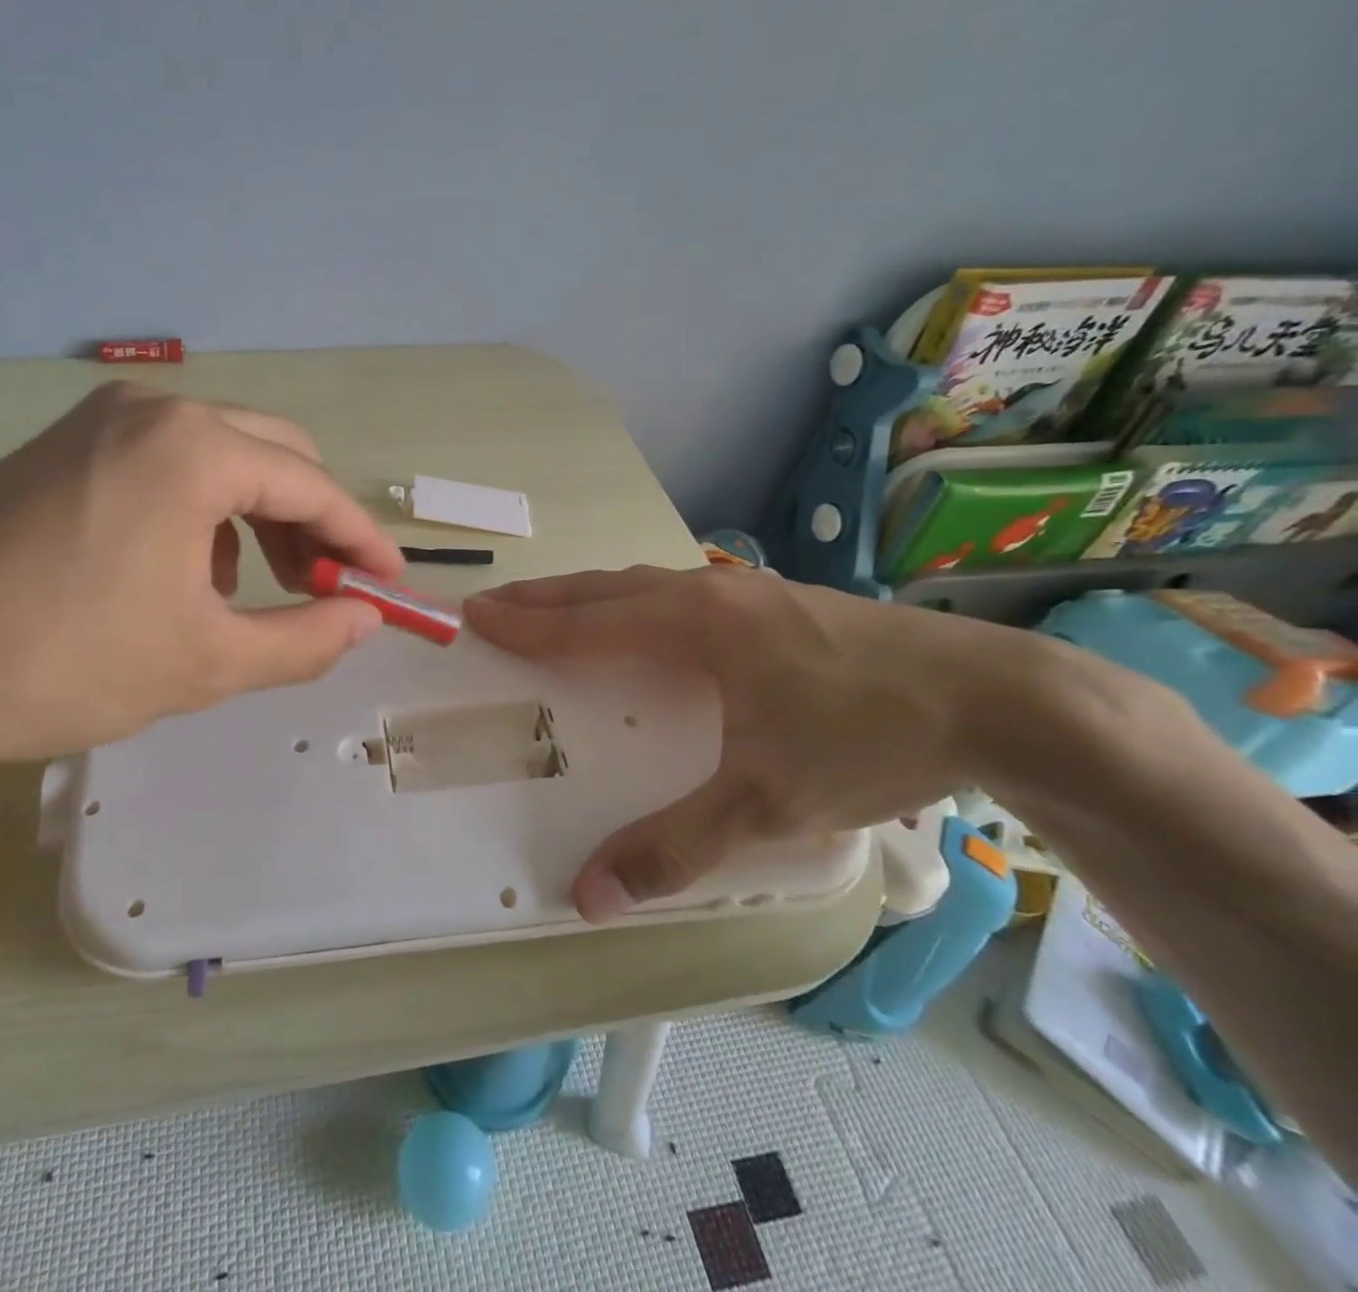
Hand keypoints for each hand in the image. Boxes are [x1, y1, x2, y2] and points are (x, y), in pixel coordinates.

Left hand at [0, 382, 402, 774]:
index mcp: (192, 447)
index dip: (359, 538)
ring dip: (255, 516)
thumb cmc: (59, 663)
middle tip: (320, 588)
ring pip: (219, 455)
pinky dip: (199, 511)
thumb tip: (363, 617)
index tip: (388, 581)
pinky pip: (164, 464)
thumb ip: (303, 637)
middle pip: (273, 452)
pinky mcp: (60, 449)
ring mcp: (97, 421)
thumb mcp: (204, 663)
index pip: (312, 484)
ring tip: (244, 592)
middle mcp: (151, 409)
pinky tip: (177, 573)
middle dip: (309, 521)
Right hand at [464, 564, 1081, 921]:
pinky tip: (642, 618)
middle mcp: (711, 594)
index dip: (526, 624)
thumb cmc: (871, 737)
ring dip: (589, 595)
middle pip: (605, 588)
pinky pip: (677, 590)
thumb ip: (674, 847)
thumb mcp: (768, 803)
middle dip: (544, 597)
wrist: (1002, 698)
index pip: (586, 622)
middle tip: (494, 604)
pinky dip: (632, 599)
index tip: (476, 617)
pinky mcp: (777, 602)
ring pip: (643, 583)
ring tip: (550, 608)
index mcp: (694, 626)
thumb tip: (588, 896)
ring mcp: (747, 591)